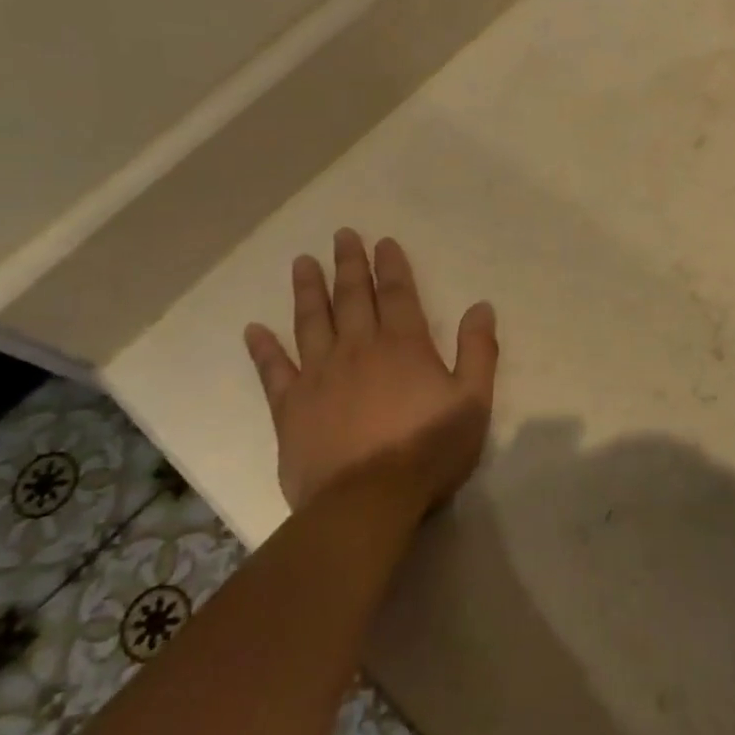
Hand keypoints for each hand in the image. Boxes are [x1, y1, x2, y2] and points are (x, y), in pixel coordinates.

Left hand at [242, 231, 498, 518]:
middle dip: (349, 264)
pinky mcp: (290, 406)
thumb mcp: (472, 401)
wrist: (368, 500)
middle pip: (353, 297)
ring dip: (308, 290)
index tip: (383, 241)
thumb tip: (481, 307)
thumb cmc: (428, 449)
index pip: (398, 294)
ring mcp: (319, 375)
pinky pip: (273, 370)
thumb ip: (478, 351)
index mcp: (404, 346)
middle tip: (342, 235)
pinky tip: (253, 330)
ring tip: (303, 262)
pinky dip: (263, 349)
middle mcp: (358, 348)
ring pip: (312, 322)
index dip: (392, 265)